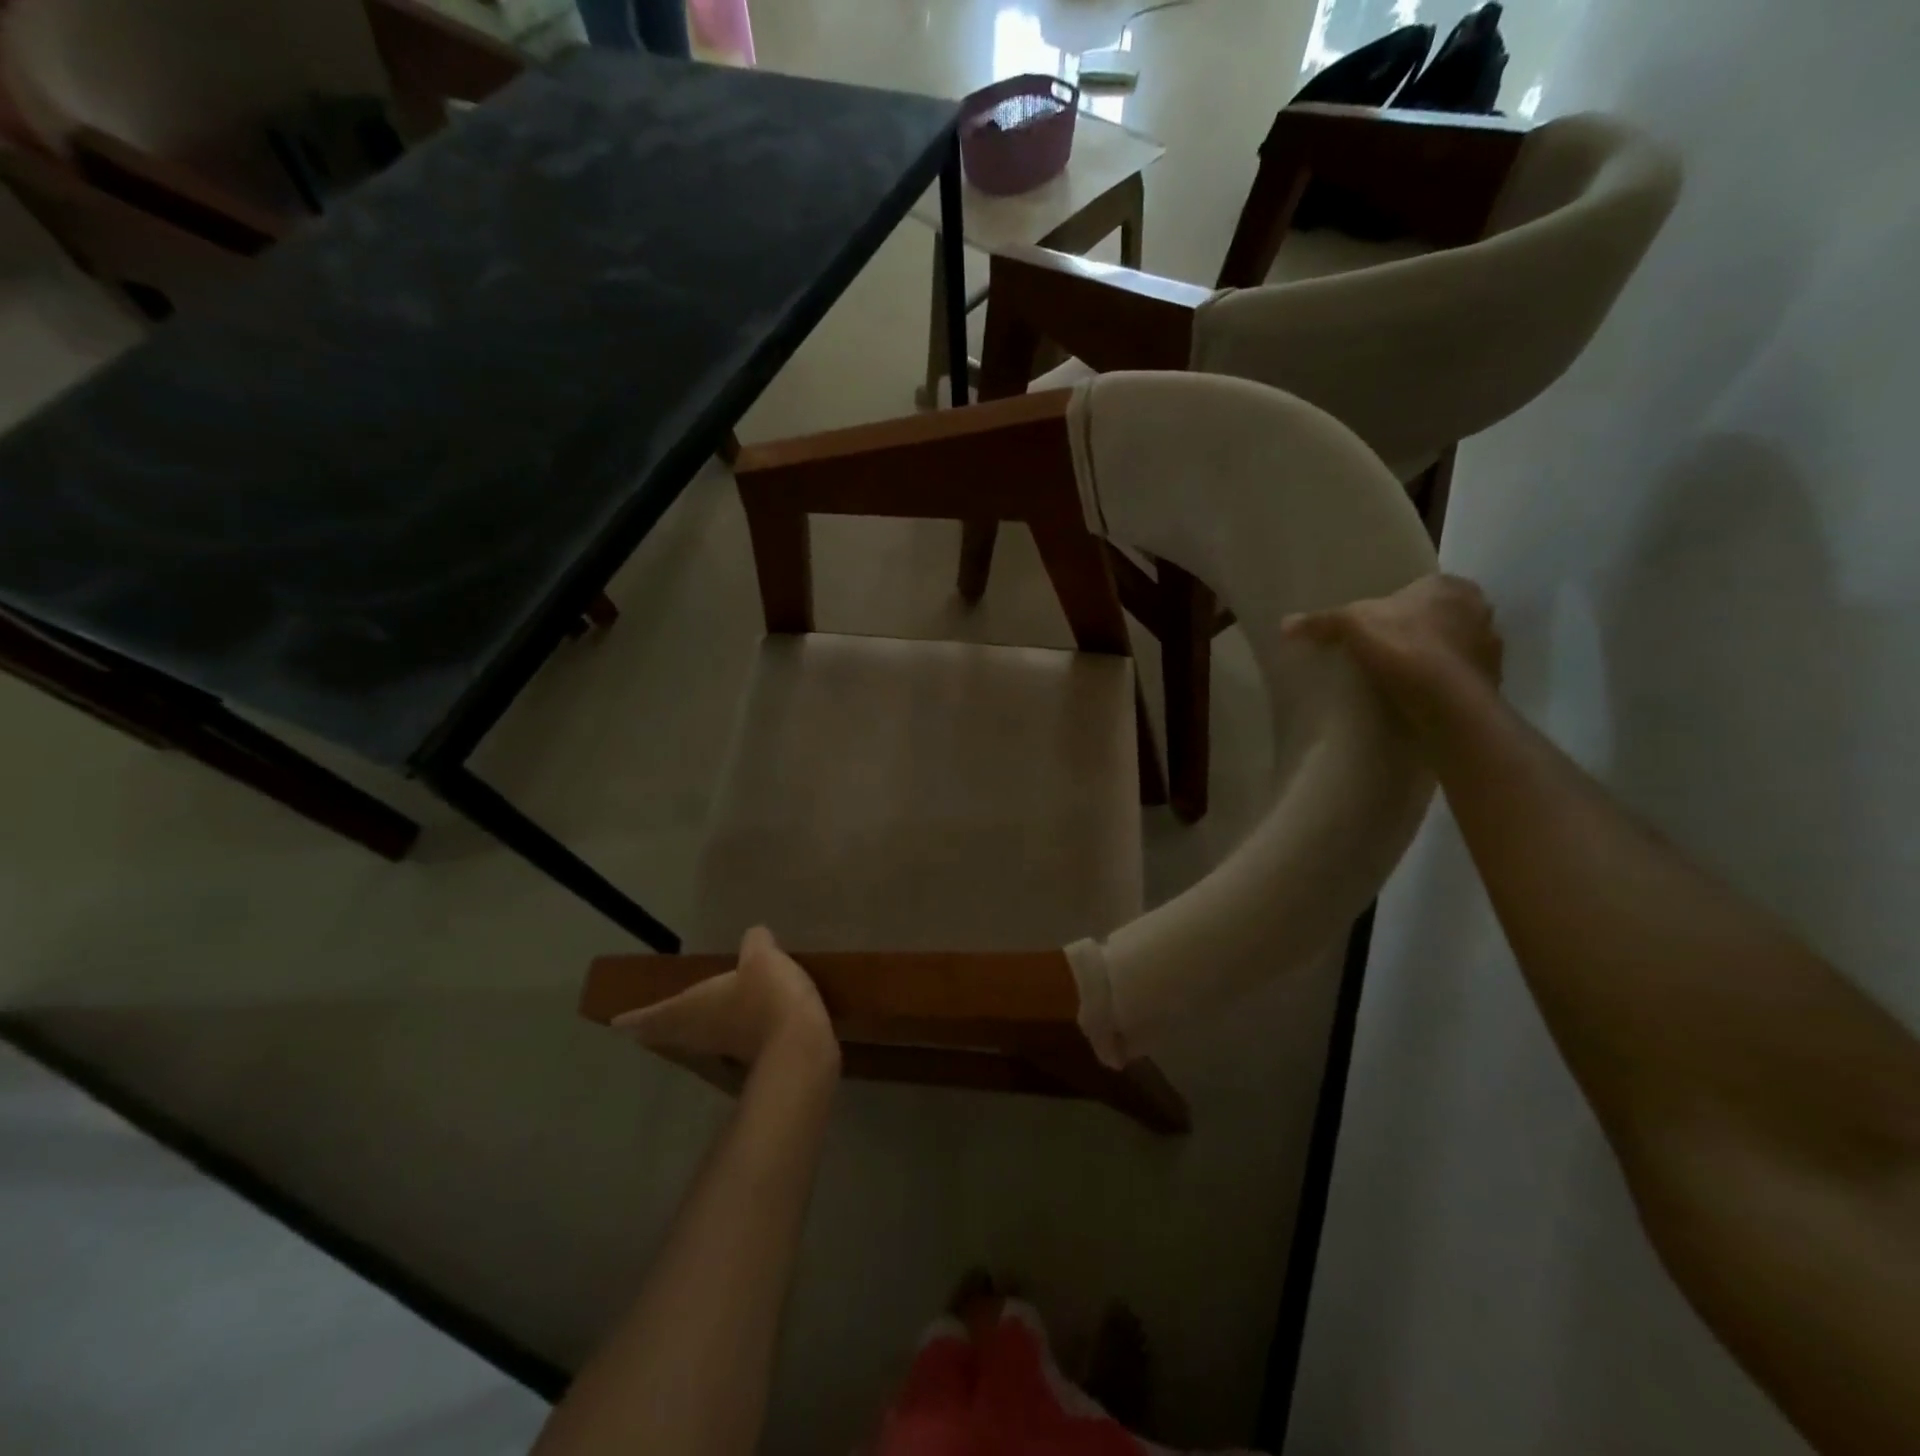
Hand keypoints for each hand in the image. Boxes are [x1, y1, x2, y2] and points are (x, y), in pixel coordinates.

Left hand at [614, 927, 837, 1072]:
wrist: (801, 1045)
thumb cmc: (768, 996)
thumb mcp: (762, 957)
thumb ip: (755, 943)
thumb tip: (755, 936)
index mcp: (693, 1008)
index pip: (654, 1014)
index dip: (635, 1017)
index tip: (616, 1024)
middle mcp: (703, 1032)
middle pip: (673, 1031)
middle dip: (660, 1025)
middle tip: (645, 1024)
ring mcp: (727, 1049)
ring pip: (700, 1038)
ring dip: (692, 1030)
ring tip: (690, 1019)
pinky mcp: (754, 1057)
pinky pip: (729, 1042)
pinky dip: (726, 1033)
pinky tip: (739, 1024)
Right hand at [1283, 574, 1503, 729]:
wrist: (1446, 702)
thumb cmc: (1404, 646)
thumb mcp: (1351, 625)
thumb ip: (1322, 621)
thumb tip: (1285, 623)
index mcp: (1451, 586)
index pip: (1421, 587)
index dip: (1397, 604)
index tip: (1376, 623)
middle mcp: (1479, 610)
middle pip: (1439, 616)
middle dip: (1416, 629)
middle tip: (1383, 648)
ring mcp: (1489, 647)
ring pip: (1452, 646)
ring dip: (1432, 657)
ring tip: (1399, 675)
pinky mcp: (1490, 681)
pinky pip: (1459, 677)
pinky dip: (1442, 683)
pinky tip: (1417, 695)